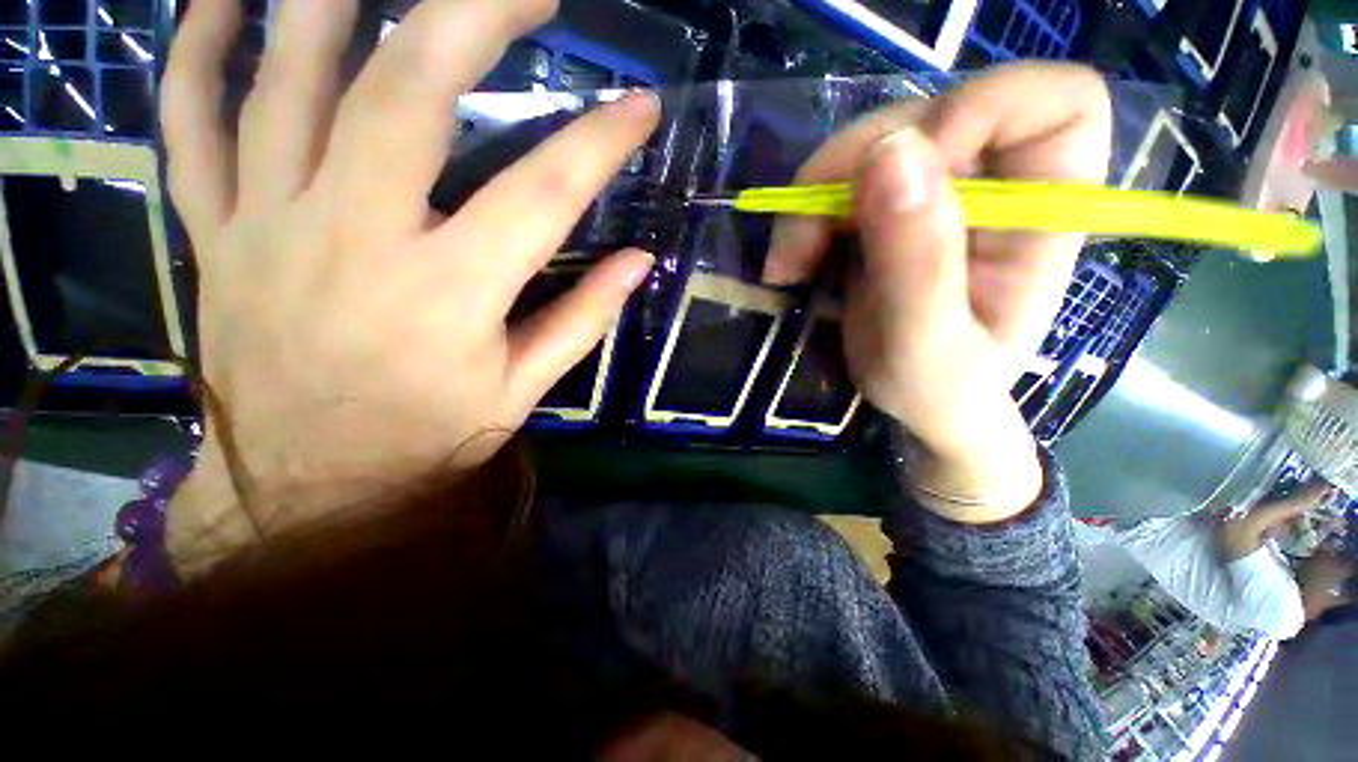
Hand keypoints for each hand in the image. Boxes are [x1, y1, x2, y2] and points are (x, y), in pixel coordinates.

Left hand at [161, 0, 657, 569]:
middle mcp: (356, 239)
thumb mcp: (524, 391)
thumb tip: (639, 262)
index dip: (599, 143)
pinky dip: (200, 46)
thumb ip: (584, 319)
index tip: (641, 108)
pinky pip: (192, 120)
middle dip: (472, 17)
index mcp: (450, 295)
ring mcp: (269, 224)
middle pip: (407, 93)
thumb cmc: (429, 440)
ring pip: (289, 79)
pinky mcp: (215, 231)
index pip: (544, 195)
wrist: (312, 488)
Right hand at [765, 64, 1110, 520]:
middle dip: (851, 170)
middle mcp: (996, 184)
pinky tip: (790, 263)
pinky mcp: (887, 205)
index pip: (1055, 101)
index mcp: (1043, 214)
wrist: (913, 405)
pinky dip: (802, 215)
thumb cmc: (937, 390)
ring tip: (788, 266)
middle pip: (930, 114)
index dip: (980, 110)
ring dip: (812, 201)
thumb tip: (889, 153)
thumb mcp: (924, 347)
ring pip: (869, 145)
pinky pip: (838, 181)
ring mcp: (936, 191)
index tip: (903, 176)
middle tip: (802, 245)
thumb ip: (917, 263)